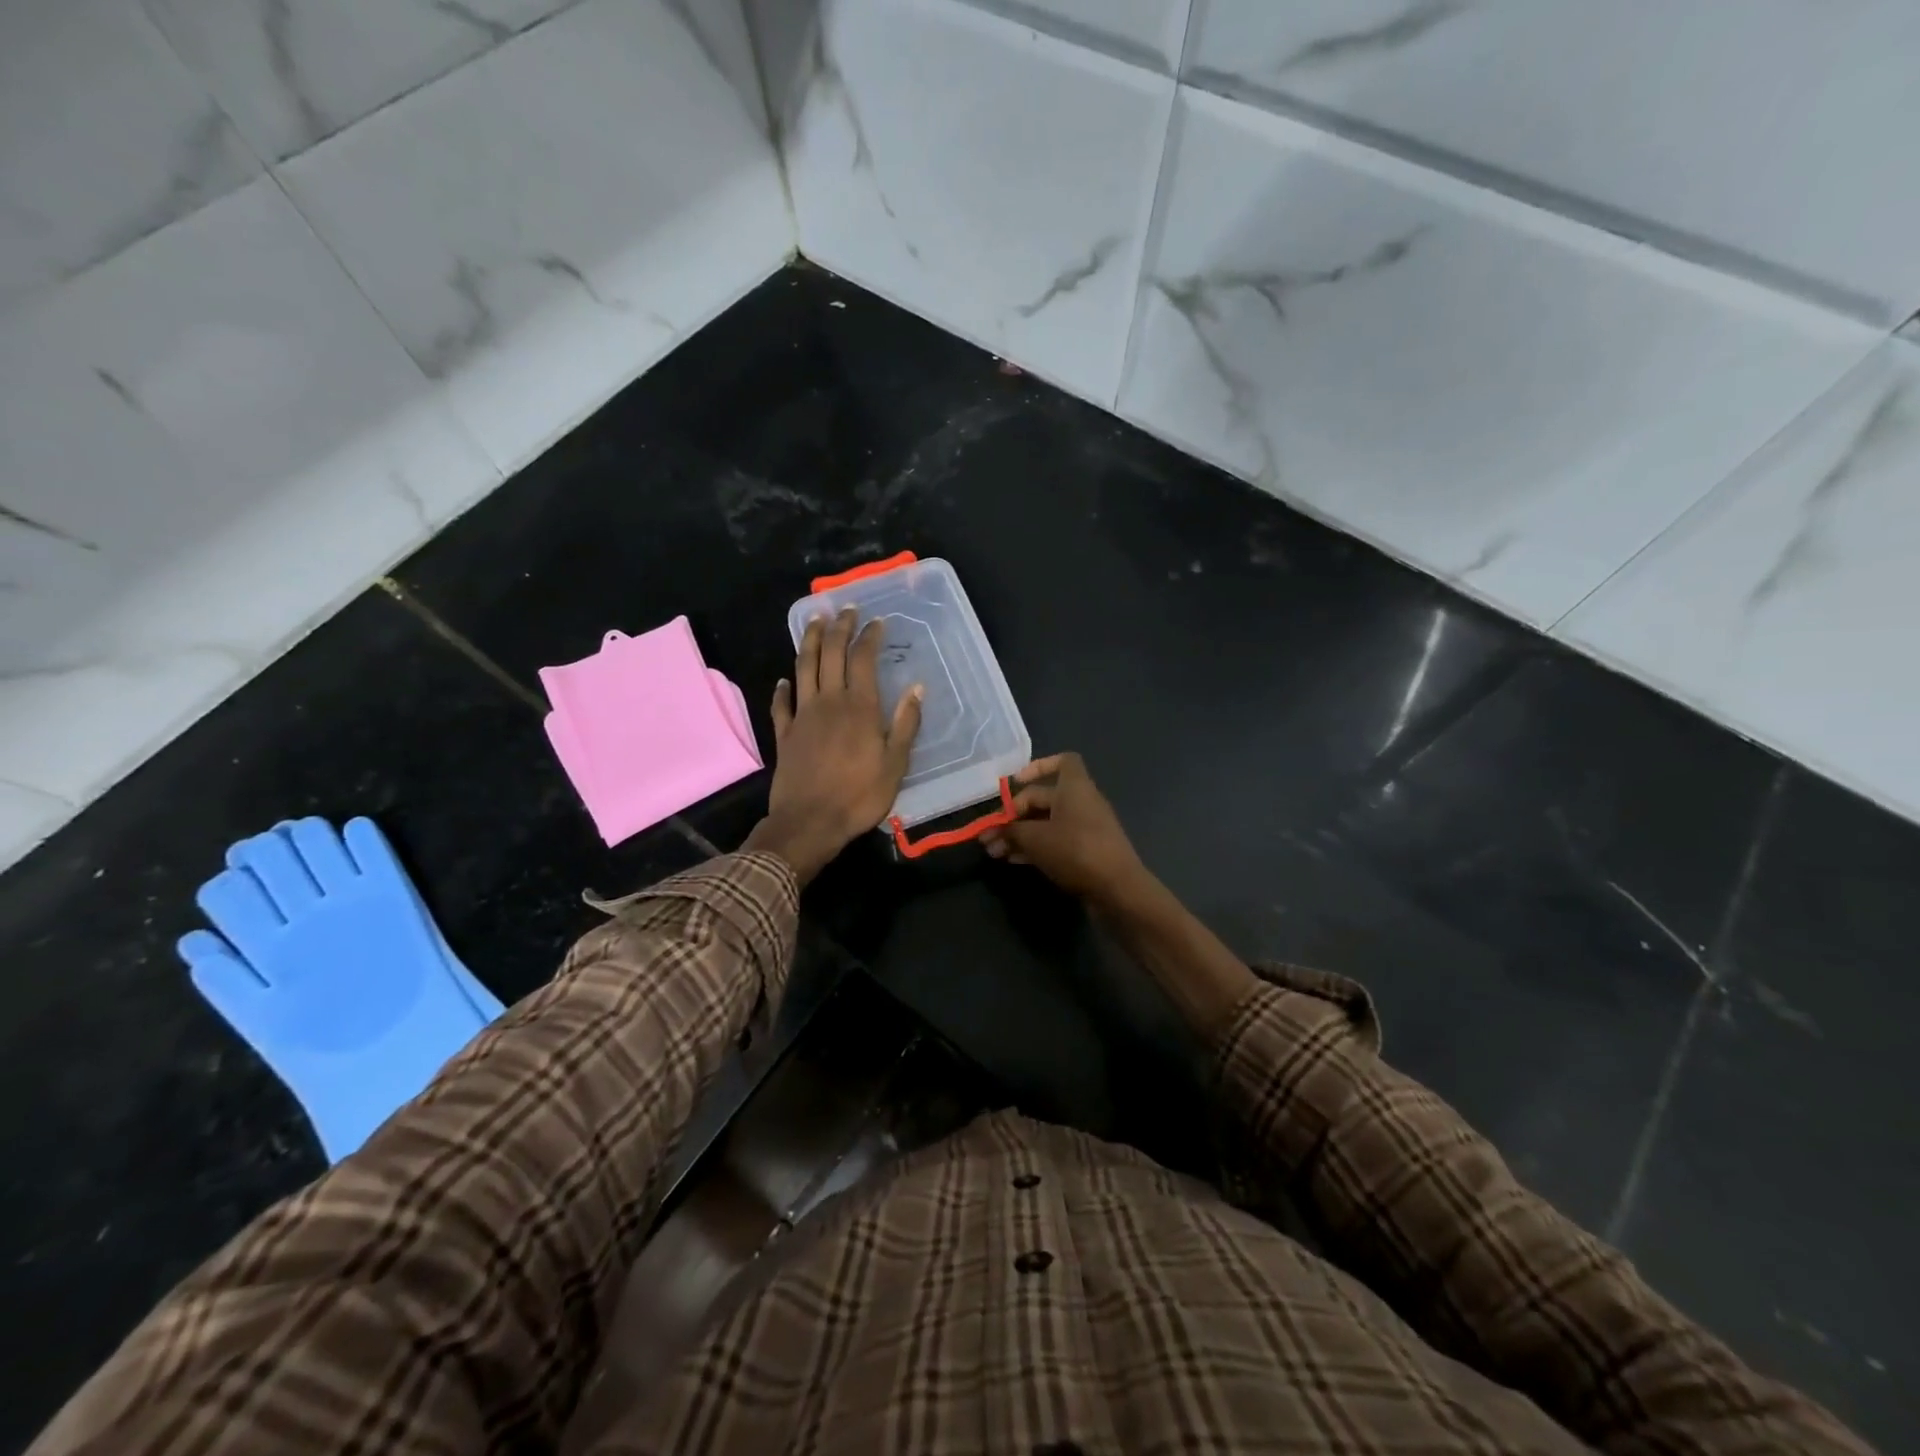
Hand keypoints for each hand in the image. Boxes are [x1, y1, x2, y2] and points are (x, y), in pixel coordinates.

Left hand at [744, 607, 923, 883]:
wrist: (809, 823)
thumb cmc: (859, 797)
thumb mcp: (895, 764)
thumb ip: (905, 724)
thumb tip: (917, 688)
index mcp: (859, 708)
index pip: (862, 660)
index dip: (869, 637)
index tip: (876, 621)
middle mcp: (828, 702)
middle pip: (832, 654)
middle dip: (839, 628)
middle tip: (845, 609)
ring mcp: (802, 716)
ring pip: (804, 668)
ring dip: (810, 642)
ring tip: (814, 621)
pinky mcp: (784, 734)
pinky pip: (782, 703)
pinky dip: (784, 687)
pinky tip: (785, 678)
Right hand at [981, 753, 1148, 905]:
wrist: (1117, 889)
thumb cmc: (1075, 850)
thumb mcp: (1035, 839)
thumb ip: (1010, 831)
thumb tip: (993, 831)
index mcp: (1074, 787)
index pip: (1062, 761)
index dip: (1038, 767)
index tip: (1015, 782)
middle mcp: (1081, 802)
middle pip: (1043, 799)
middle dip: (1013, 816)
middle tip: (988, 835)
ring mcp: (1086, 828)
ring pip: (1046, 823)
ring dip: (1019, 835)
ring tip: (994, 852)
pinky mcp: (1086, 852)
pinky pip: (1055, 842)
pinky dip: (1034, 847)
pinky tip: (1013, 860)